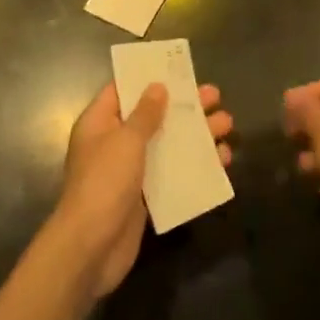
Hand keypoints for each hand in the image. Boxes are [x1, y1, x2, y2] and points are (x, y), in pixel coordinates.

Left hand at [52, 81, 232, 297]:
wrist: (91, 249)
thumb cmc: (104, 183)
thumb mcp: (126, 140)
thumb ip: (145, 114)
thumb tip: (157, 86)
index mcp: (100, 122)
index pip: (124, 90)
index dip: (150, 79)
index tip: (178, 70)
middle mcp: (114, 142)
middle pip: (153, 116)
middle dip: (184, 107)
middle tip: (215, 96)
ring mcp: (130, 171)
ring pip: (167, 145)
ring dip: (196, 135)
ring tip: (228, 125)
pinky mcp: (144, 198)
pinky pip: (172, 174)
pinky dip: (194, 166)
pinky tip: (222, 161)